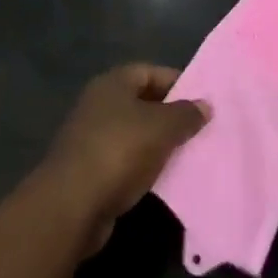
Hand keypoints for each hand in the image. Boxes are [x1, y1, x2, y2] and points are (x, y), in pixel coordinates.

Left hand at [40, 64, 209, 255]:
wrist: (71, 206)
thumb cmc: (119, 152)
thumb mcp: (161, 128)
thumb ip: (186, 114)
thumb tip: (205, 104)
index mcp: (113, 84)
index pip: (151, 72)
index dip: (178, 82)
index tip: (203, 101)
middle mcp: (99, 104)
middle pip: (143, 102)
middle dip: (171, 115)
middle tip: (201, 129)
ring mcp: (92, 137)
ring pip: (135, 134)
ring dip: (159, 144)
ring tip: (190, 154)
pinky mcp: (90, 170)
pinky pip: (126, 161)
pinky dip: (145, 167)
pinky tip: (165, 178)